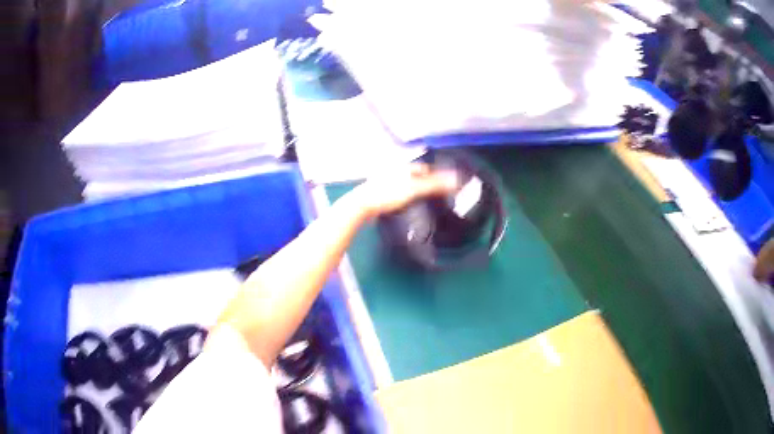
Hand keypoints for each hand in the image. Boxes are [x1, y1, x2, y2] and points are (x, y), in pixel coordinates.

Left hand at [354, 163, 458, 217]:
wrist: (362, 205)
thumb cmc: (388, 194)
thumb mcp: (415, 189)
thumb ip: (435, 184)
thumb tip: (456, 179)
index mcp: (404, 166)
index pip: (425, 168)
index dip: (436, 175)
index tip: (446, 186)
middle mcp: (395, 170)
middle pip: (415, 175)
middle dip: (425, 182)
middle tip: (436, 194)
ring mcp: (385, 181)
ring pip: (405, 183)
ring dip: (414, 189)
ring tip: (424, 201)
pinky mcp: (379, 192)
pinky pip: (396, 191)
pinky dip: (404, 196)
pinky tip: (407, 205)